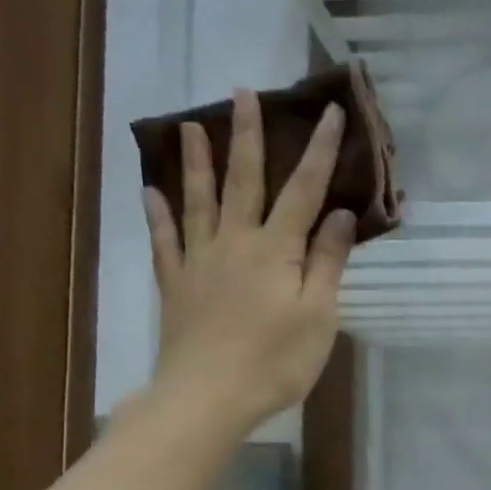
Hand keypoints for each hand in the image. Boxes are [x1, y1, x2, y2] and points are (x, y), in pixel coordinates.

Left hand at [142, 88, 355, 428]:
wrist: (208, 397)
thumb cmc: (275, 362)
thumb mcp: (318, 316)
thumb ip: (328, 262)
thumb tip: (339, 213)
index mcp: (276, 250)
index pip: (303, 190)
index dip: (318, 151)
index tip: (327, 111)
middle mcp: (235, 243)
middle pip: (244, 181)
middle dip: (248, 136)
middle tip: (242, 92)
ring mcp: (199, 262)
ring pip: (198, 201)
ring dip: (198, 161)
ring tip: (192, 125)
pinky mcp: (175, 285)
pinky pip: (164, 241)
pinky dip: (157, 214)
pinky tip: (151, 191)